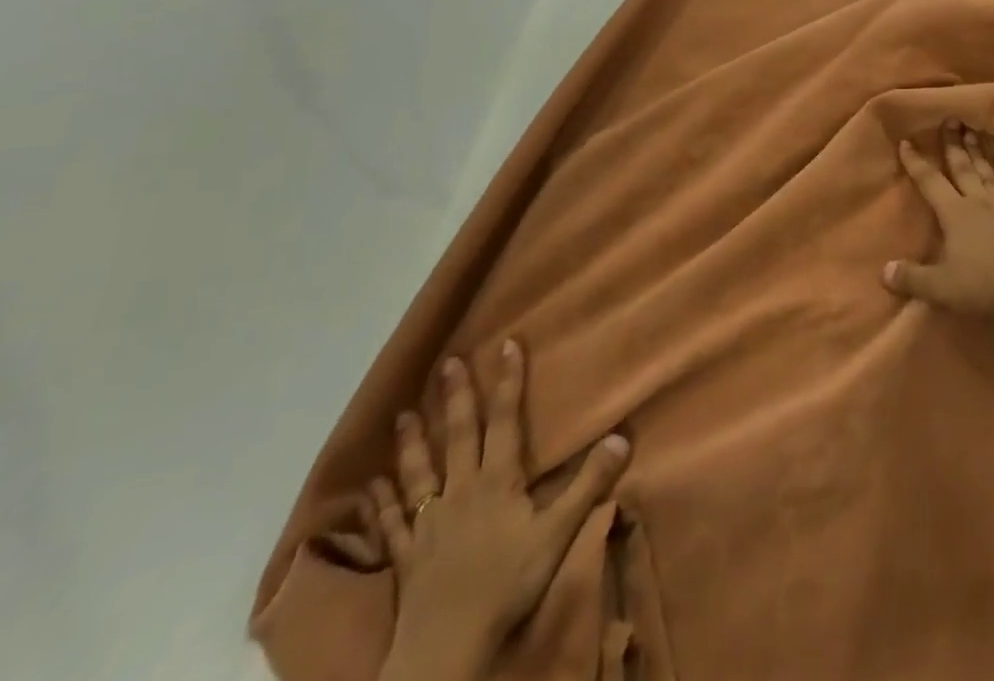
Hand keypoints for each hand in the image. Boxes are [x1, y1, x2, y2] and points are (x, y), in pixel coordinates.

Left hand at [365, 342, 630, 680]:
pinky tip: (371, 487)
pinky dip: (381, 503)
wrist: (445, 650)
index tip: (507, 344)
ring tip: (403, 415)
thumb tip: (622, 436)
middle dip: (456, 398)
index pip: (504, 420)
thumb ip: (589, 484)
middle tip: (448, 364)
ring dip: (412, 443)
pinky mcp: (407, 558)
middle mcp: (459, 492)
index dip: (508, 381)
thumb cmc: (506, 585)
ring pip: (418, 473)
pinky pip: (391, 524)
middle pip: (459, 436)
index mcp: (496, 482)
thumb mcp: (558, 533)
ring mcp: (428, 524)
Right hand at [883, 123, 993, 321]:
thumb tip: (884, 271)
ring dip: (979, 152)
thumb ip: (911, 278)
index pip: (930, 182)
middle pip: (962, 168)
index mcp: (955, 214)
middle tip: (950, 119)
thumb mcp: (939, 288)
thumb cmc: (982, 286)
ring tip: (973, 131)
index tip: (906, 142)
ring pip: (987, 173)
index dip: (916, 163)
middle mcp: (978, 203)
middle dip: (953, 143)